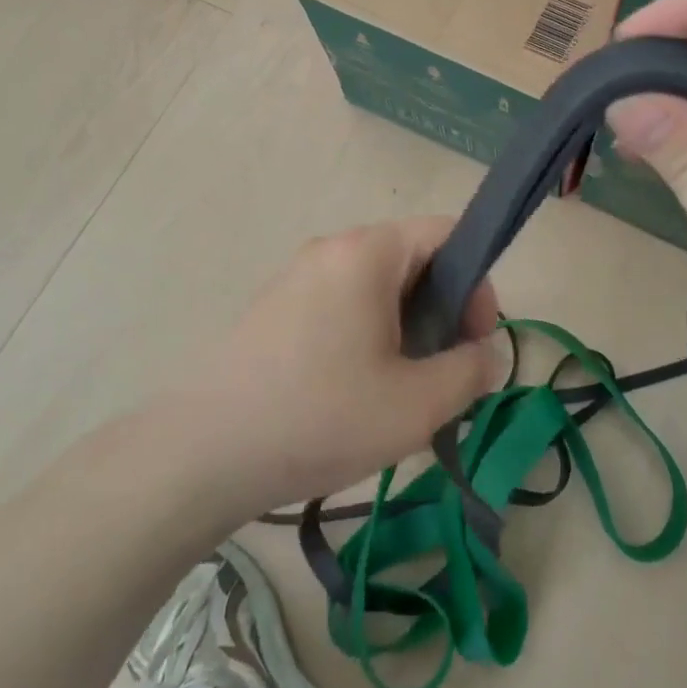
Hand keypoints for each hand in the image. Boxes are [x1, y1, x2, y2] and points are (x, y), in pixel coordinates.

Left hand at [178, 218, 504, 517]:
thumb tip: (486, 354)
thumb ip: (471, 371)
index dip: (477, 283)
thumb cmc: (321, 417)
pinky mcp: (273, 309)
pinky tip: (355, 394)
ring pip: (376, 288)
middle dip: (442, 312)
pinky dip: (367, 336)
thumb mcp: (417, 404)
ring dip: (405, 329)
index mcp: (368, 252)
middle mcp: (331, 249)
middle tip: (442, 374)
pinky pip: (341, 306)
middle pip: (412, 260)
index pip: (448, 233)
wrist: (200, 454)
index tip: (474, 341)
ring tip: (401, 392)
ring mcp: (296, 277)